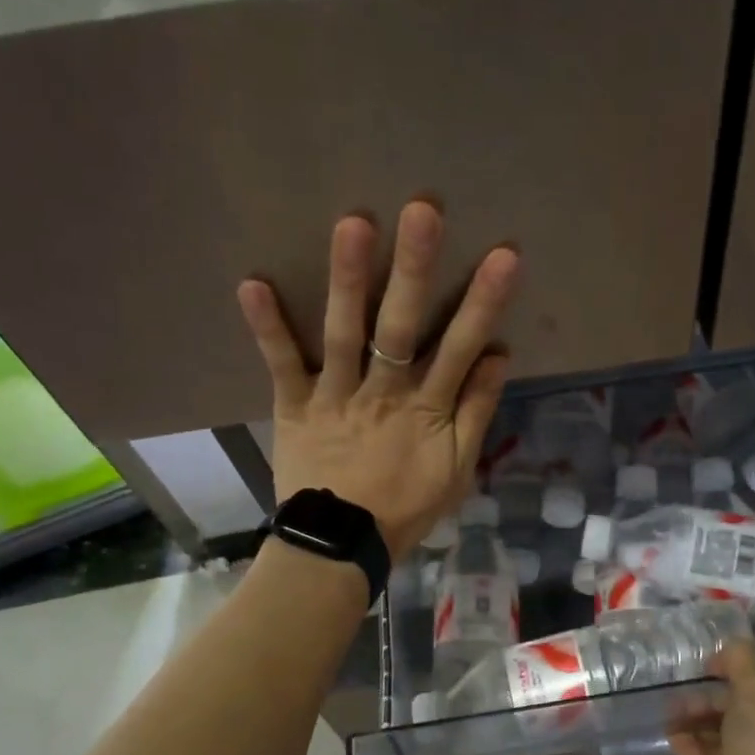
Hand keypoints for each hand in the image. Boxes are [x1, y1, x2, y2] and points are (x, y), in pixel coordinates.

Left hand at [236, 200, 519, 557]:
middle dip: (414, 269)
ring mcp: (337, 397)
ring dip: (347, 279)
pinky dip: (267, 327)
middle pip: (401, 327)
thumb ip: (476, 412)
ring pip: (344, 333)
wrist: (343, 544)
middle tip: (422, 210)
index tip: (502, 255)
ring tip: (352, 223)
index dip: (483, 302)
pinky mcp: (297, 406)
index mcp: (426, 409)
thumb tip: (498, 355)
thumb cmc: (405, 507)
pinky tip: (252, 282)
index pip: (461, 348)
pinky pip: (282, 365)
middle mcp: (383, 393)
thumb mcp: (457, 469)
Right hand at [669, 640, 754, 754]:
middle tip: (689, 683)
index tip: (716, 665)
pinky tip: (667, 723)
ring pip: (713, 733)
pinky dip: (681, 738)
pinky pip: (694, 754)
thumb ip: (742, 661)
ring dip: (693, 715)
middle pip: (736, 713)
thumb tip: (726, 646)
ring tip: (671, 702)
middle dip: (711, 697)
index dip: (741, 678)